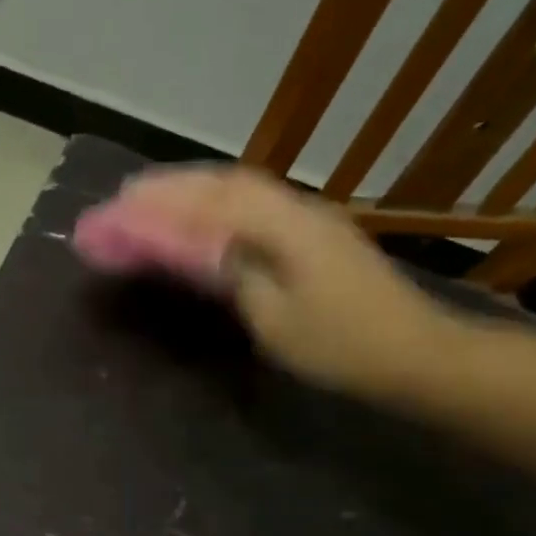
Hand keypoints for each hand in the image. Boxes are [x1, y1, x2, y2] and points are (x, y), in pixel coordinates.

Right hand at [109, 165, 458, 395]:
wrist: (415, 353)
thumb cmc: (340, 345)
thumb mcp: (274, 317)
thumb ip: (231, 272)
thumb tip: (192, 245)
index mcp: (284, 226)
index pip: (210, 202)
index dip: (161, 201)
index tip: (120, 202)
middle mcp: (297, 208)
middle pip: (225, 183)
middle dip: (172, 187)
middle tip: (127, 195)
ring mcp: (310, 218)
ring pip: (242, 190)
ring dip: (195, 191)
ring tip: (154, 199)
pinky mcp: (316, 234)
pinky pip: (256, 205)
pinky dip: (218, 204)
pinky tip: (203, 215)